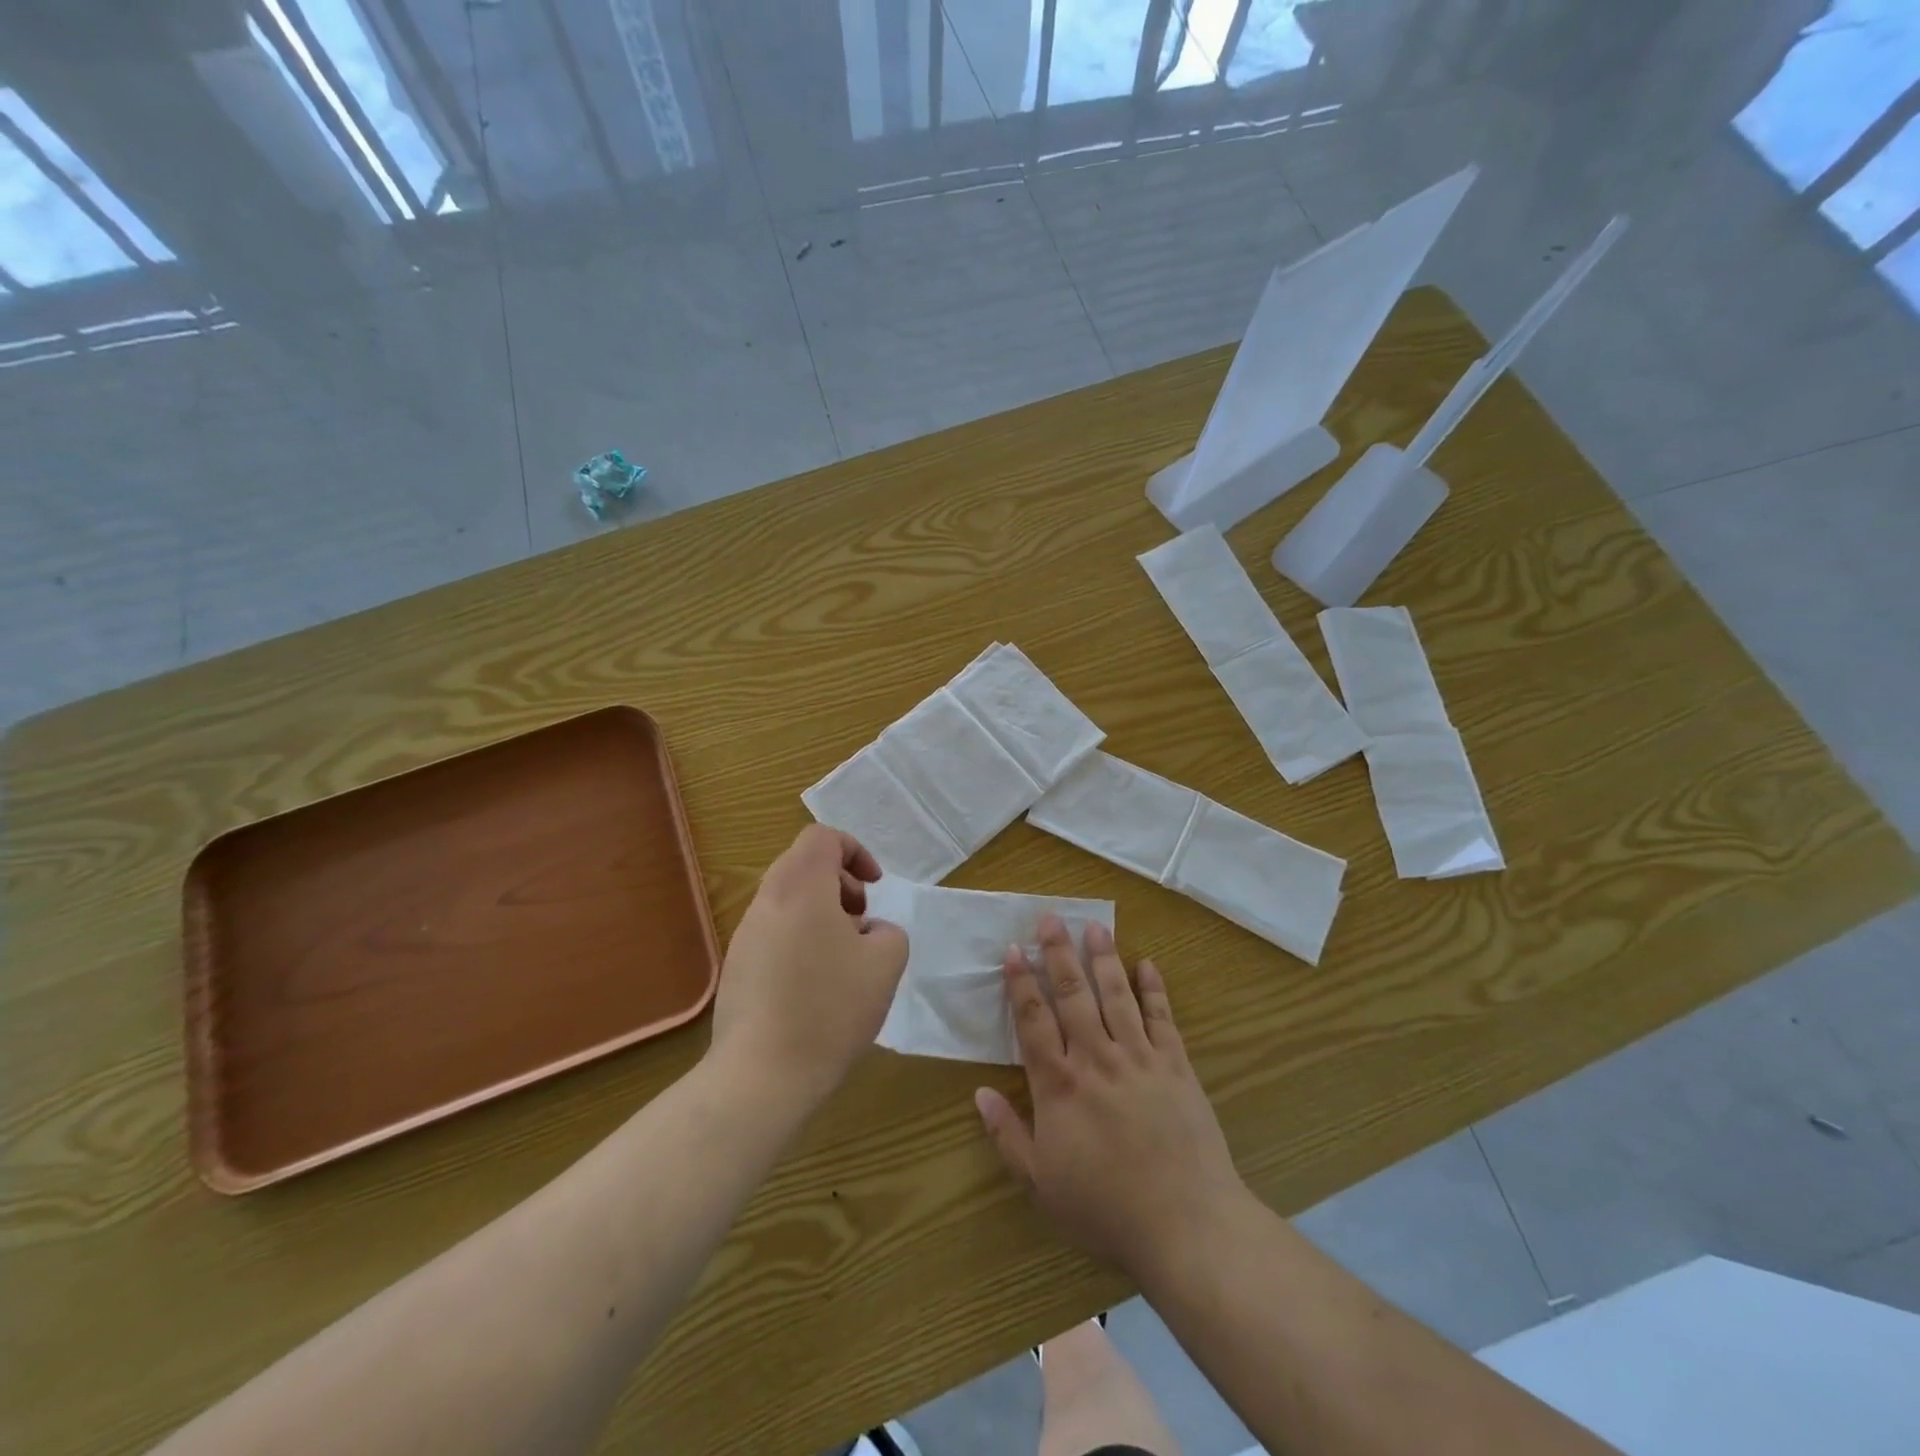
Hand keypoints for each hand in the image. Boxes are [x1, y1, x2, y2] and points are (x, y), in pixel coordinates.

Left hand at [709, 825, 909, 1106]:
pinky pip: (775, 934)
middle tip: (862, 921)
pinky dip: (801, 940)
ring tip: (844, 959)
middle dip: (841, 884)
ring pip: (788, 901)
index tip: (874, 887)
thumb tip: (867, 931)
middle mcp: (767, 902)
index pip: (822, 837)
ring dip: (822, 914)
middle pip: (803, 866)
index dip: (855, 851)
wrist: (761, 1076)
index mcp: (800, 888)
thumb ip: (888, 931)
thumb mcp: (886, 963)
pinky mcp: (736, 968)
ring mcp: (745, 935)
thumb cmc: (830, 1009)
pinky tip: (817, 988)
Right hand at [974, 918, 1248, 1278]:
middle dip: (1058, 953)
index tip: (1012, 950)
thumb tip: (979, 1092)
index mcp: (1060, 1085)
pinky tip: (1147, 964)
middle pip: (1073, 995)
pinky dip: (1154, 989)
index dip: (1021, 983)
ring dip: (1103, 958)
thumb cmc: (1105, 1209)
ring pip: (1116, 996)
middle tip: (1050, 917)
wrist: (1186, 1225)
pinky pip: (1162, 1018)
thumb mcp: (1041, 1184)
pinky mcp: (1176, 1066)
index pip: (1033, 1021)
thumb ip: (1008, 1135)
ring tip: (1094, 926)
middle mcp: (1097, 1059)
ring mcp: (1140, 1059)